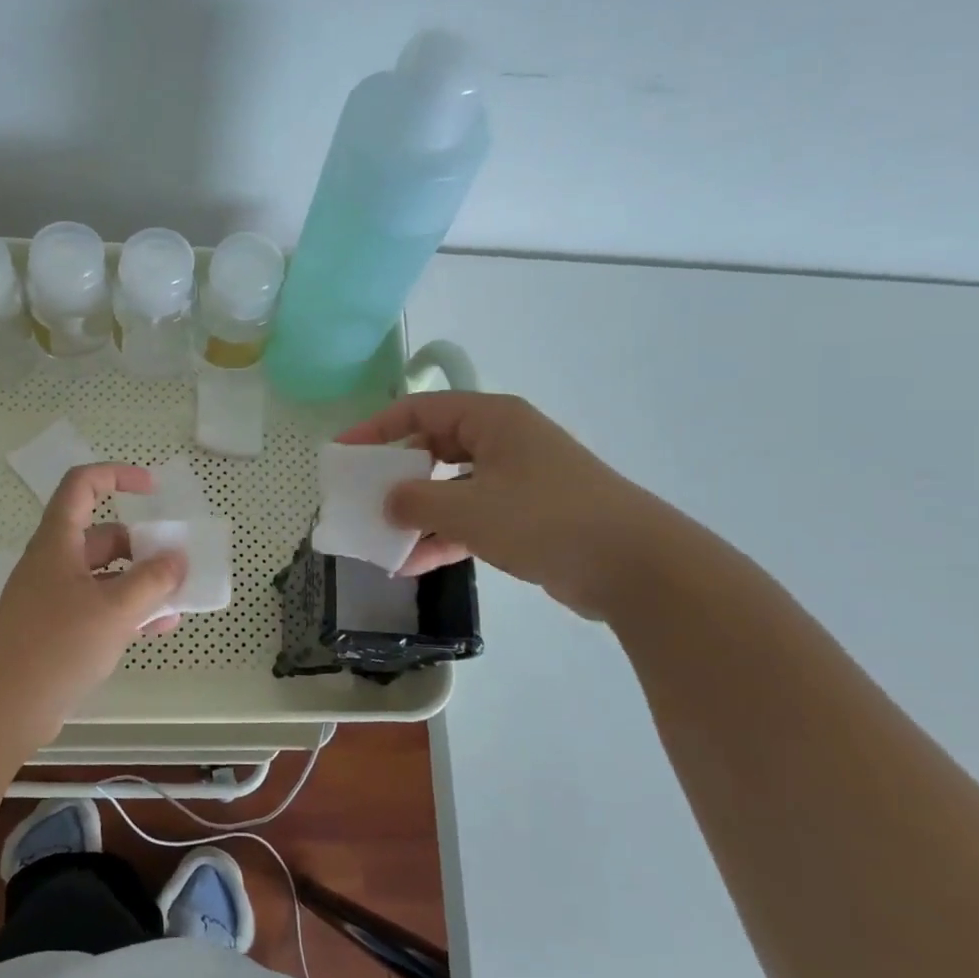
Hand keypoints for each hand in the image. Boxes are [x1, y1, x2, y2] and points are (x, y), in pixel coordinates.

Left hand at [0, 464, 187, 727]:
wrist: (1, 708)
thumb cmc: (56, 645)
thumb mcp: (114, 609)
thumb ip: (152, 580)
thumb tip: (177, 558)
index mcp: (58, 542)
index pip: (83, 485)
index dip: (117, 475)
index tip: (153, 489)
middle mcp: (55, 563)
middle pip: (102, 536)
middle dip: (141, 547)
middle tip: (175, 566)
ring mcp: (54, 598)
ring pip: (105, 576)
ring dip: (140, 583)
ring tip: (176, 602)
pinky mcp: (57, 630)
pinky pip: (99, 608)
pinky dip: (127, 612)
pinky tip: (157, 629)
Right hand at [337, 391, 689, 620]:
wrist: (635, 567)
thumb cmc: (545, 519)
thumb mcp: (468, 508)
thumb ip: (416, 501)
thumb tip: (388, 503)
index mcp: (492, 420)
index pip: (420, 410)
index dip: (376, 428)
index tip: (343, 453)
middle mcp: (503, 441)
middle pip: (433, 448)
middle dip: (395, 475)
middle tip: (360, 498)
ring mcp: (517, 480)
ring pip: (451, 488)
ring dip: (416, 513)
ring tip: (379, 538)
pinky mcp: (527, 516)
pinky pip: (471, 518)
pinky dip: (443, 536)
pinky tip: (410, 564)